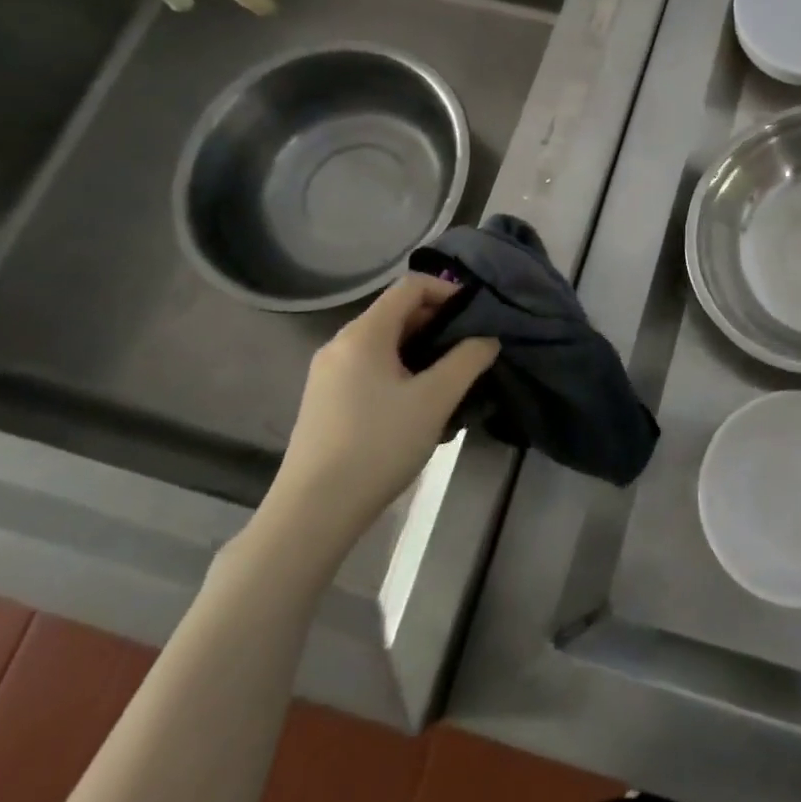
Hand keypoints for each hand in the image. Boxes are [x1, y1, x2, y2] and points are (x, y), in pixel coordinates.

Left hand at [261, 275, 497, 562]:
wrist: (312, 515)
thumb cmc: (378, 446)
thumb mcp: (435, 400)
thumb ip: (468, 359)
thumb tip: (487, 337)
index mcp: (363, 334)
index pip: (410, 286)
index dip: (448, 291)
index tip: (477, 315)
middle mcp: (340, 344)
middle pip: (397, 313)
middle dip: (438, 323)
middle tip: (471, 349)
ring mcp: (328, 374)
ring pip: (385, 344)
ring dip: (422, 350)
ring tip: (451, 379)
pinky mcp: (325, 401)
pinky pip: (370, 368)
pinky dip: (400, 371)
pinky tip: (419, 405)